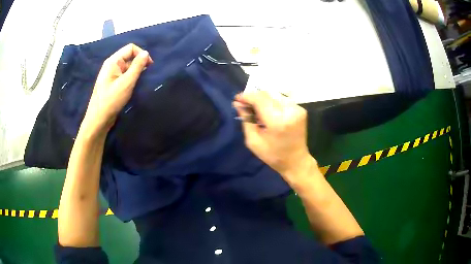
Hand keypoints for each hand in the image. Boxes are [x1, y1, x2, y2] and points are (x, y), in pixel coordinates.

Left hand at [81, 44, 153, 135]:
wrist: (98, 120)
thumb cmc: (112, 100)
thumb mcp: (127, 82)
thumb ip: (137, 66)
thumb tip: (146, 53)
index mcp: (113, 61)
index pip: (131, 48)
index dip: (141, 54)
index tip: (149, 66)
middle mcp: (111, 65)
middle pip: (129, 56)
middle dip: (139, 63)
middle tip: (145, 75)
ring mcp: (111, 74)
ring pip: (127, 66)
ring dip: (135, 71)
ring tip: (139, 82)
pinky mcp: (111, 83)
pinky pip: (123, 75)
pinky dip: (130, 78)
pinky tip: (133, 86)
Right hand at [233, 91, 315, 182]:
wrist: (296, 161)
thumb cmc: (273, 155)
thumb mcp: (253, 141)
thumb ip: (246, 120)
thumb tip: (238, 104)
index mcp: (278, 121)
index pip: (259, 99)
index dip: (247, 97)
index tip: (237, 99)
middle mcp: (290, 111)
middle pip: (267, 94)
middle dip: (253, 97)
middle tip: (244, 105)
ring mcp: (297, 109)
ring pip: (274, 95)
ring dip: (262, 100)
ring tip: (256, 110)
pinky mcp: (300, 109)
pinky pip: (281, 100)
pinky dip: (272, 103)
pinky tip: (268, 113)